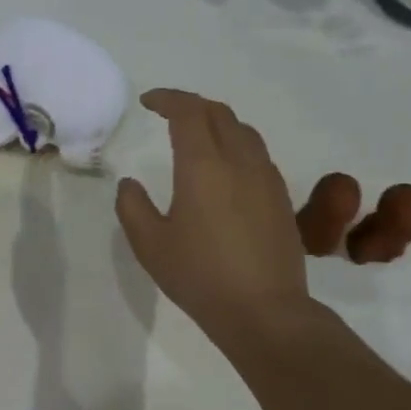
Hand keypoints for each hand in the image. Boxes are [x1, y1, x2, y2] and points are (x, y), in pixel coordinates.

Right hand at [115, 89, 319, 355]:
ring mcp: (267, 179)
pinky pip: (257, 155)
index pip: (188, 112)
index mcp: (203, 166)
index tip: (148, 102)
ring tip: (197, 137)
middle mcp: (240, 162)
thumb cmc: (199, 276)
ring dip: (217, 123)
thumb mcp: (150, 245)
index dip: (168, 99)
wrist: (263, 310)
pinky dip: (236, 146)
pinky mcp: (281, 199)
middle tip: (168, 114)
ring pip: (244, 132)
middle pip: (219, 114)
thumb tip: (130, 184)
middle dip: (192, 105)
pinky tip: (224, 171)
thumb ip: (132, 208)